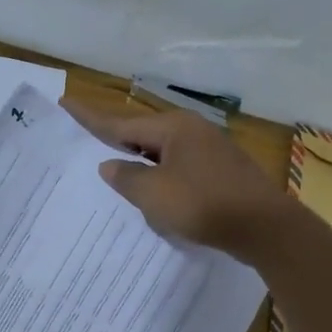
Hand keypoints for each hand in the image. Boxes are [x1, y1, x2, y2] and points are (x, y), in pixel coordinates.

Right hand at [64, 100, 293, 261]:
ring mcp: (210, 150)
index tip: (65, 103)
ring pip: (162, 152)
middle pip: (142, 133)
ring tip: (116, 169)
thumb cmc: (204, 205)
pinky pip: (179, 167)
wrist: (265, 228)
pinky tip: (154, 191)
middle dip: (116, 140)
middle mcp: (191, 131)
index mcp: (173, 128)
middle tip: (88, 140)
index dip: (90, 118)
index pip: (121, 122)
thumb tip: (110, 165)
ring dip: (139, 161)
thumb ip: (126, 178)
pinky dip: (160, 175)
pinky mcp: (221, 172)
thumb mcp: (154, 194)